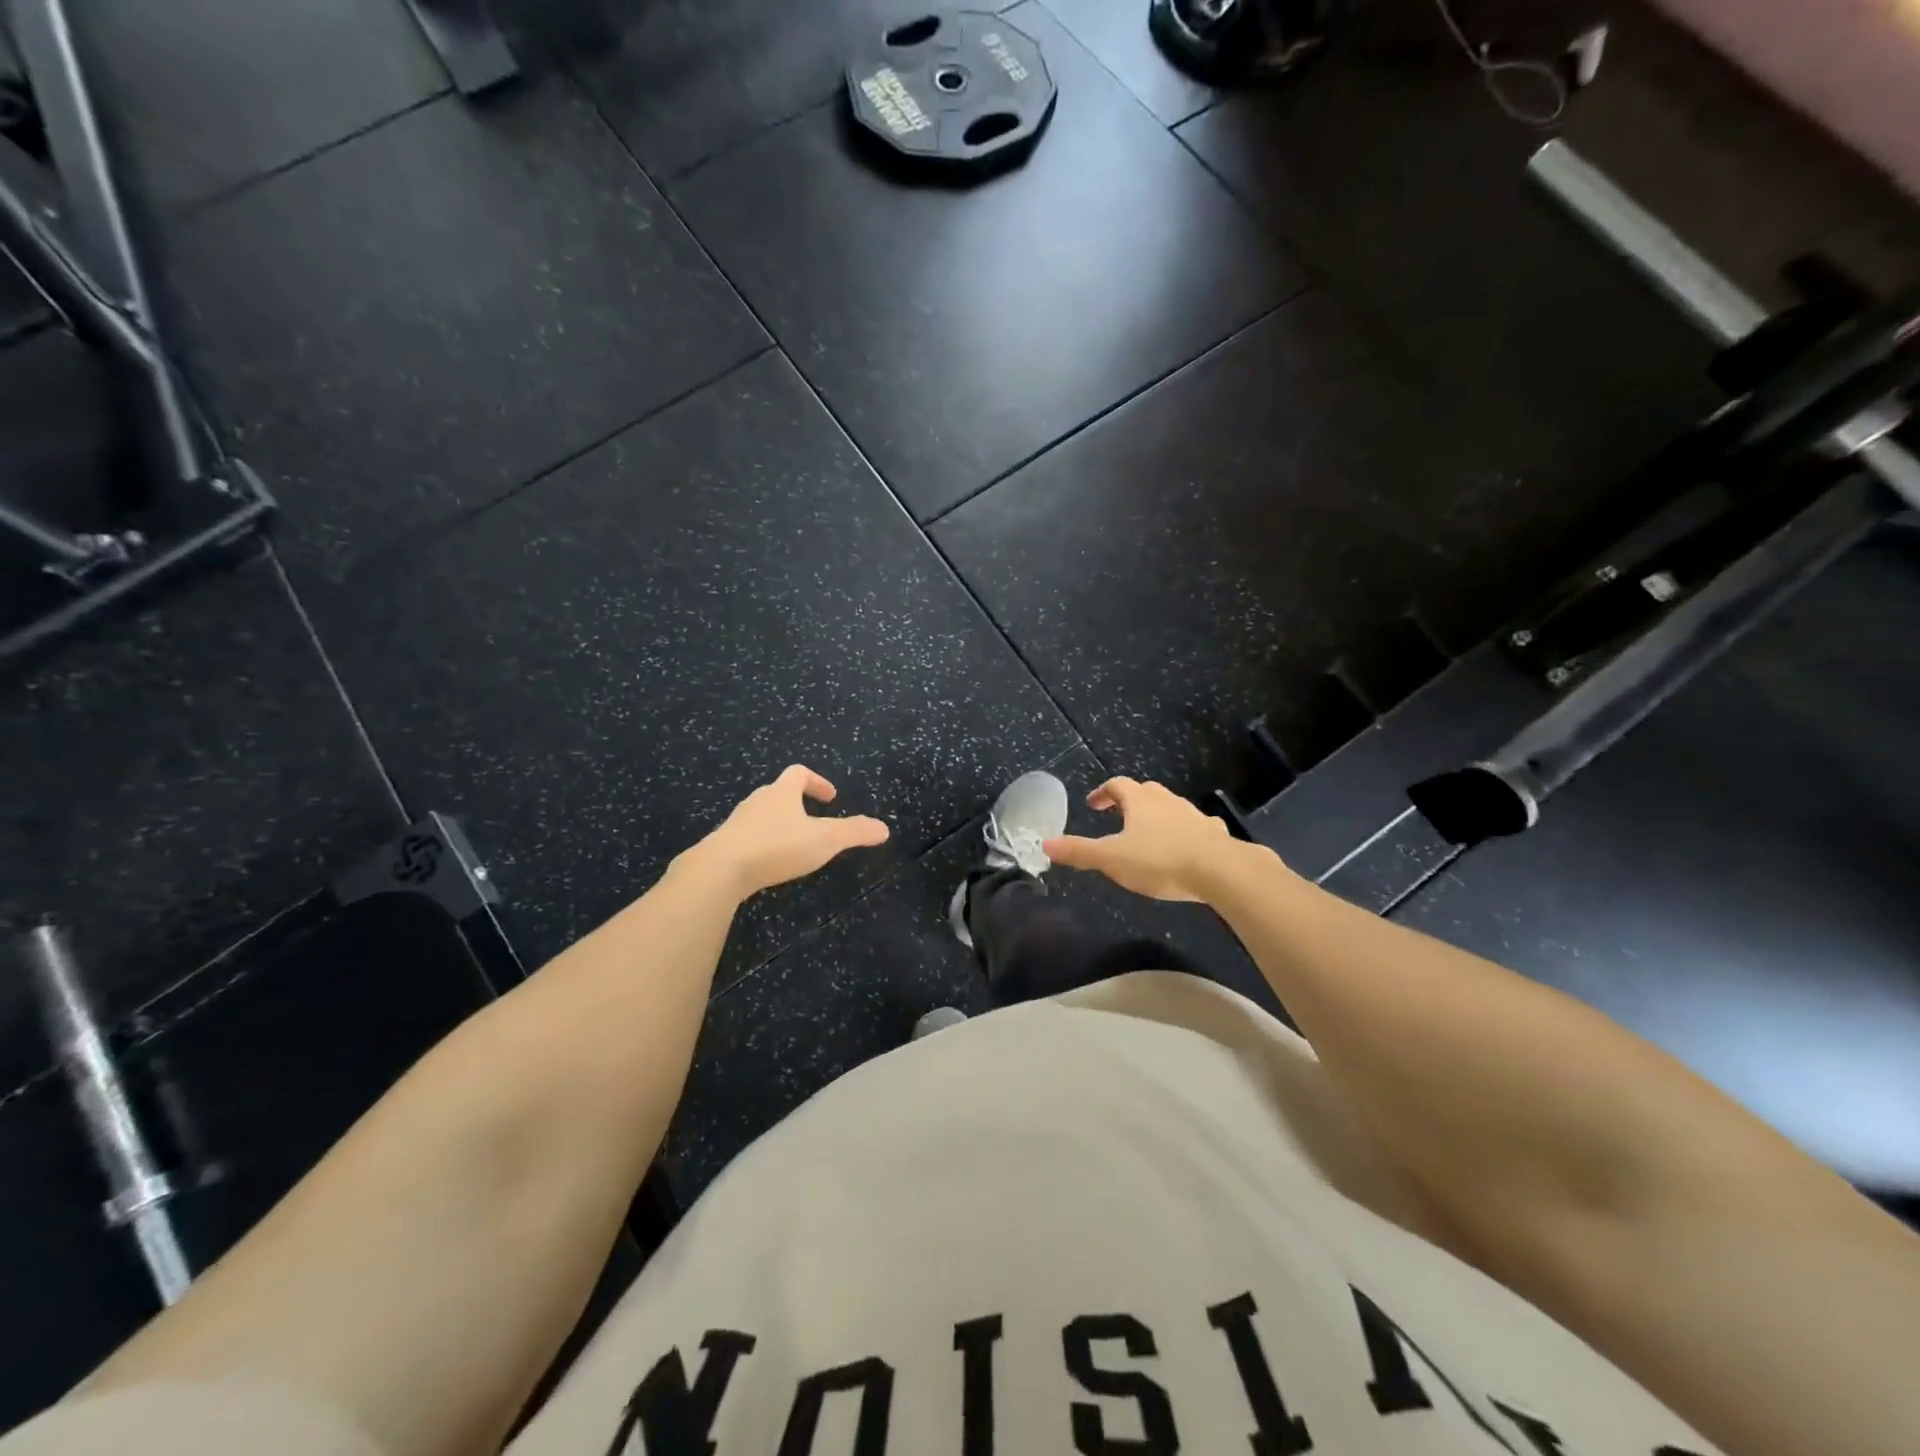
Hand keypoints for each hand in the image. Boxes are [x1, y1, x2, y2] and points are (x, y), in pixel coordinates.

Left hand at [683, 765, 889, 899]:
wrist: (719, 870)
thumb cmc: (776, 846)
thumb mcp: (825, 840)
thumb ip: (855, 832)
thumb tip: (884, 828)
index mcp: (782, 792)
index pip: (799, 773)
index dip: (817, 781)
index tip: (830, 797)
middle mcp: (757, 801)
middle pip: (778, 792)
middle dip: (797, 803)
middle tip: (814, 820)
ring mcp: (737, 822)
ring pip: (761, 815)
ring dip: (778, 823)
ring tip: (793, 844)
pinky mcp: (723, 845)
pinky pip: (747, 837)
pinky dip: (761, 844)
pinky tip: (767, 864)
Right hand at [1044, 777, 1235, 901]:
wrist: (1219, 870)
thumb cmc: (1159, 860)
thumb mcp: (1111, 858)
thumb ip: (1079, 851)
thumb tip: (1046, 843)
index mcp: (1140, 801)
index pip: (1117, 785)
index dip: (1103, 792)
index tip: (1093, 803)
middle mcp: (1166, 801)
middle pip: (1145, 792)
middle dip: (1130, 801)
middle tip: (1118, 815)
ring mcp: (1193, 814)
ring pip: (1171, 807)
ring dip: (1157, 815)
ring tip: (1148, 834)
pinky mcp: (1213, 833)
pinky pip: (1196, 826)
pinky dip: (1186, 831)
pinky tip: (1186, 847)